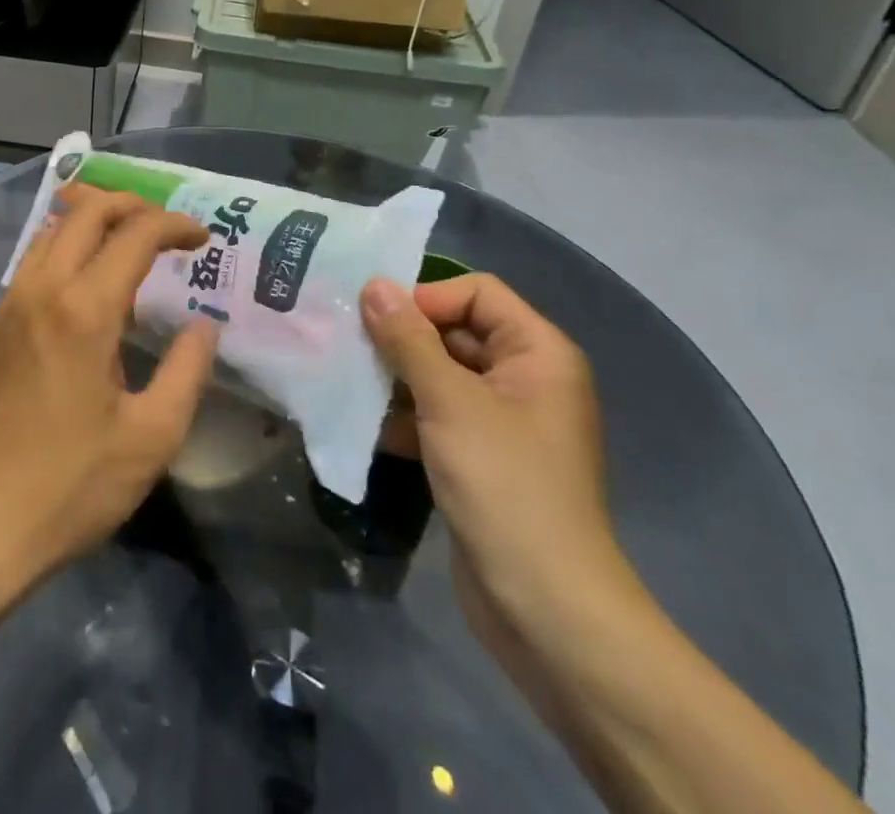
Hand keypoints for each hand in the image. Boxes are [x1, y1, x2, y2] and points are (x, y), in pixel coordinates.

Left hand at [0, 186, 219, 598]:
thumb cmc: (68, 487)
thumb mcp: (150, 438)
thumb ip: (187, 371)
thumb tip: (204, 327)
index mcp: (84, 309)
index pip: (135, 234)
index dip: (174, 225)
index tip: (203, 239)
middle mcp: (42, 289)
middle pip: (86, 211)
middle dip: (132, 205)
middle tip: (166, 227)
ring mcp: (9, 304)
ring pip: (52, 230)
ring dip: (94, 220)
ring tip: (129, 242)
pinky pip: (34, 261)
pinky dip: (67, 247)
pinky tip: (86, 284)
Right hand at [360, 274, 634, 624]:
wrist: (546, 609)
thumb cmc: (504, 484)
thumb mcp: (450, 401)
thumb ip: (408, 340)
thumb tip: (374, 285)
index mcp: (538, 352)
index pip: (477, 292)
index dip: (427, 297)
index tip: (377, 319)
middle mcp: (526, 378)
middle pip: (456, 330)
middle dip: (404, 336)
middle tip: (348, 341)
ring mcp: (505, 421)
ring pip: (442, 374)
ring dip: (397, 375)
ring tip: (349, 377)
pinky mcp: (483, 458)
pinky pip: (439, 415)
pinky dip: (406, 414)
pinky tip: (366, 421)